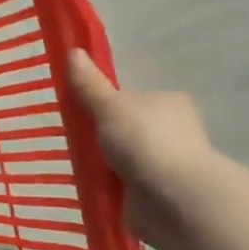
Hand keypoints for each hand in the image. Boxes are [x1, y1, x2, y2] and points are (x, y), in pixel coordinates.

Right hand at [66, 49, 217, 248]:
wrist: (175, 198)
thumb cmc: (145, 142)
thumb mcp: (109, 106)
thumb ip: (90, 84)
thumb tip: (73, 51)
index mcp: (168, 102)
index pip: (134, 97)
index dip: (109, 104)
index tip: (84, 114)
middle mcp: (175, 130)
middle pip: (130, 128)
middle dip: (106, 136)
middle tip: (74, 141)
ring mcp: (169, 164)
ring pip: (128, 158)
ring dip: (108, 164)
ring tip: (76, 166)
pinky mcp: (162, 193)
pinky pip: (129, 185)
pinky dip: (113, 186)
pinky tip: (93, 187)